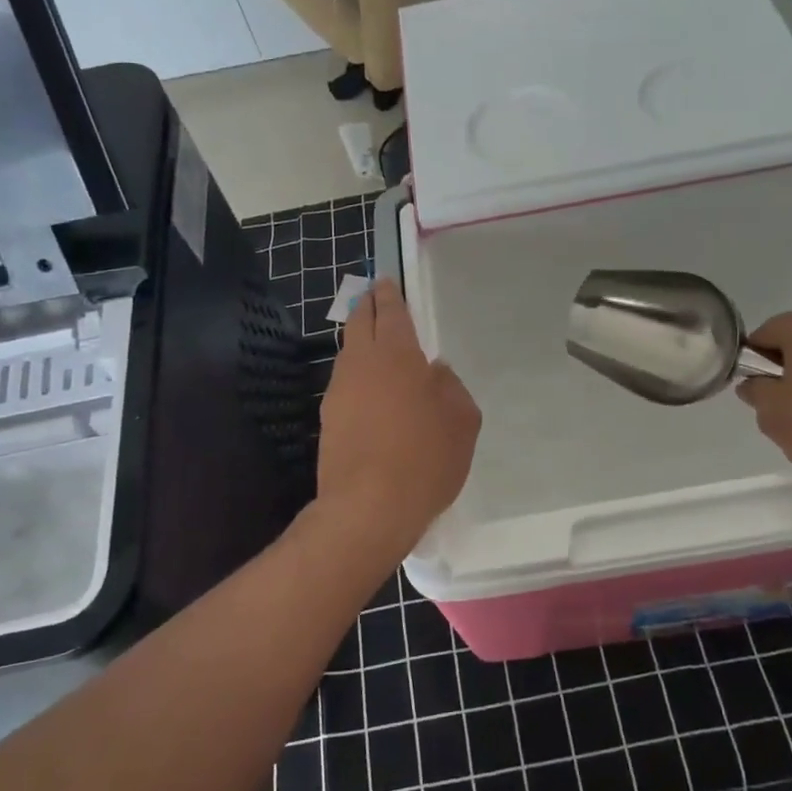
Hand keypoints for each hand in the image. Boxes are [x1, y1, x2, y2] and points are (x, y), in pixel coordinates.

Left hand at [316, 279, 480, 559]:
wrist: (367, 508)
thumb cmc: (425, 459)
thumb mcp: (462, 422)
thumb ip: (452, 388)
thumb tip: (437, 371)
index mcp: (398, 356)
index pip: (391, 314)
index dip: (390, 296)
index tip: (386, 282)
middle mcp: (362, 365)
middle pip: (360, 324)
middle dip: (367, 306)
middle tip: (374, 296)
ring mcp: (339, 392)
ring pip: (348, 353)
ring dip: (359, 340)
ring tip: (373, 340)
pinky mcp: (329, 420)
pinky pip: (344, 382)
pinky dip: (356, 372)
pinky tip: (368, 387)